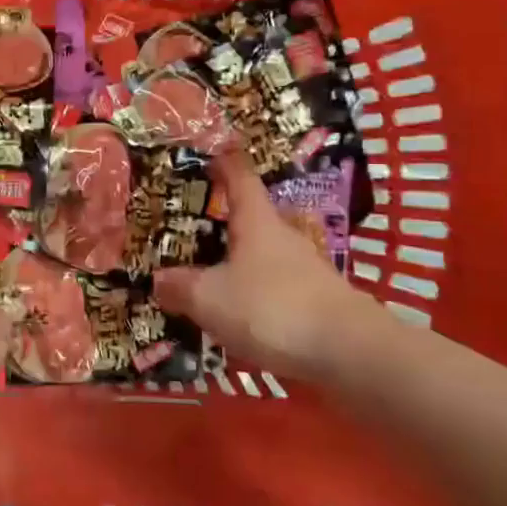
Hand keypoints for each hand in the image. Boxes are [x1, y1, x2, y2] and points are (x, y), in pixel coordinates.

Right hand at [154, 153, 385, 379]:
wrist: (347, 352)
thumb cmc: (271, 308)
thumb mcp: (210, 298)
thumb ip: (181, 287)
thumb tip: (159, 279)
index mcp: (256, 221)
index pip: (239, 177)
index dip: (223, 162)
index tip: (208, 153)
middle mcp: (283, 236)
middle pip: (251, 218)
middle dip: (222, 220)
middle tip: (188, 227)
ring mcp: (304, 269)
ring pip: (262, 255)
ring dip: (237, 261)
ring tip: (204, 276)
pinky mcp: (316, 301)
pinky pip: (274, 287)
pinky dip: (253, 293)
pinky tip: (236, 314)